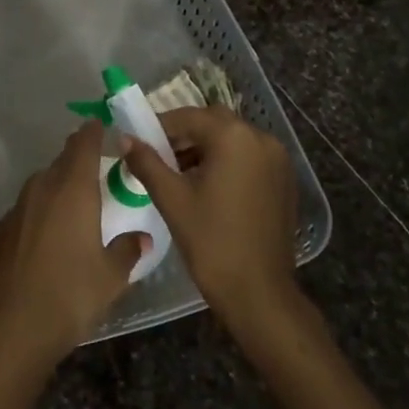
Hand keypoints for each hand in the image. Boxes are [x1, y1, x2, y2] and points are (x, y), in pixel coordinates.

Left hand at [0, 121, 146, 370]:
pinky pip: (26, 210)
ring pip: (41, 185)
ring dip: (58, 187)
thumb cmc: (71, 295)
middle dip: (79, 161)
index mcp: (73, 190)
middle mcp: (42, 189)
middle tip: (98, 171)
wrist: (13, 326)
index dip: (94, 132)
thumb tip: (142, 239)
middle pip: (62, 162)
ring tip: (75, 205)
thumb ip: (127, 251)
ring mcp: (17, 209)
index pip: (83, 144)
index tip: (103, 126)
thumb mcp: (111, 277)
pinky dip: (39, 213)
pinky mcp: (0, 231)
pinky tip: (47, 236)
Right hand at [123, 106, 299, 329]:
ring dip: (204, 147)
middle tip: (157, 156)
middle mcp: (261, 139)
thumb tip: (125, 138)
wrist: (258, 292)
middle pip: (213, 122)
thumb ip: (147, 162)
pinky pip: (248, 157)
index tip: (137, 141)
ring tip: (178, 174)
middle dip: (183, 134)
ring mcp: (278, 160)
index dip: (159, 126)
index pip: (188, 117)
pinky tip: (207, 187)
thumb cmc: (211, 242)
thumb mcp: (172, 199)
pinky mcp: (283, 180)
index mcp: (234, 138)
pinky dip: (226, 161)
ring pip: (232, 139)